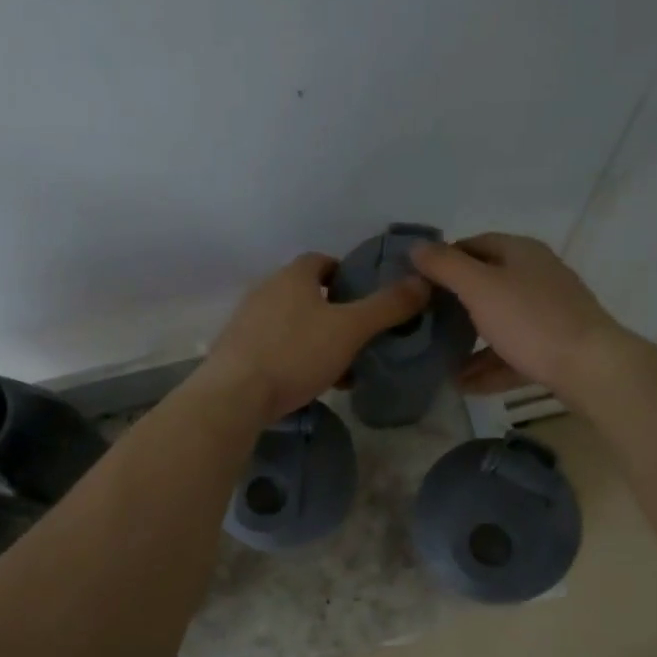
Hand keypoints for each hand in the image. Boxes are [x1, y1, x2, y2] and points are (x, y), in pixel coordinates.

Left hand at [203, 253, 429, 424]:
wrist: (234, 395)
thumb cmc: (296, 353)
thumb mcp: (350, 330)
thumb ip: (387, 306)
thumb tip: (422, 282)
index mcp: (293, 276)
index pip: (323, 261)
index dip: (347, 276)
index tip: (366, 299)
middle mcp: (266, 290)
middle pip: (307, 294)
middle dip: (334, 312)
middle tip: (358, 337)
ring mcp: (247, 321)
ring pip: (292, 323)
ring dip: (315, 339)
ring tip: (339, 366)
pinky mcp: (236, 350)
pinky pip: (275, 346)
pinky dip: (295, 357)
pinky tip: (308, 382)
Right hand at [411, 233, 626, 396]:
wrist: (591, 368)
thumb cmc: (531, 320)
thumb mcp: (479, 288)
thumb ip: (446, 267)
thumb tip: (417, 247)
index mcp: (521, 252)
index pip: (474, 244)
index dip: (444, 259)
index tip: (417, 282)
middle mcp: (538, 276)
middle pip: (488, 283)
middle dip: (455, 303)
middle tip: (424, 320)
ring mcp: (549, 313)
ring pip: (500, 321)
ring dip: (469, 340)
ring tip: (438, 357)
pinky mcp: (555, 347)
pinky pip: (514, 353)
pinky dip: (489, 365)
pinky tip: (464, 384)